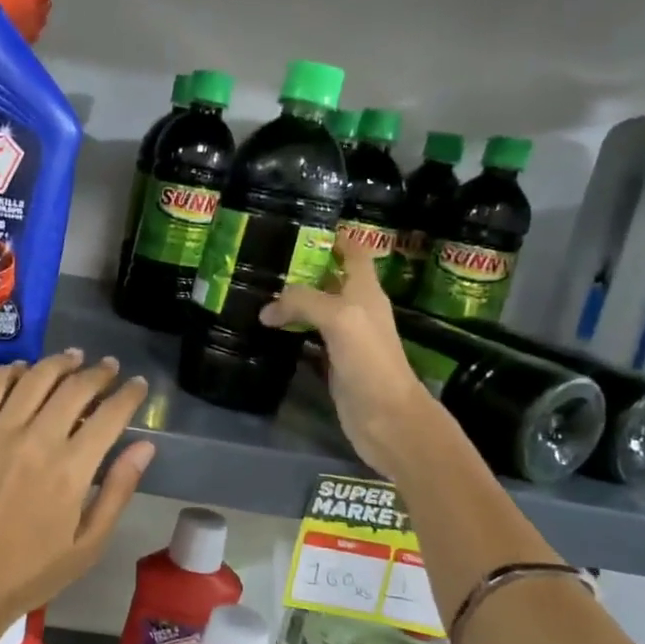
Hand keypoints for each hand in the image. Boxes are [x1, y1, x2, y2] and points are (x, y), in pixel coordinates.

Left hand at [0, 350, 155, 643]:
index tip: (138, 384)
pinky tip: (22, 369)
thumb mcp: (88, 545)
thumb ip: (118, 491)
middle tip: (108, 367)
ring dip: (58, 363)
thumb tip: (145, 446)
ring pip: (34, 379)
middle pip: (74, 388)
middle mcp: (36, 440)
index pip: (110, 415)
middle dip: (98, 373)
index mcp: (71, 470)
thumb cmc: (29, 573)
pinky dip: (10, 372)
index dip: (129, 394)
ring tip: (72, 358)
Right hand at [260, 243, 431, 477]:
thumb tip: (266, 309)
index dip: (336, 236)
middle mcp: (356, 310)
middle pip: (329, 279)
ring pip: (315, 310)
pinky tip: (268, 330)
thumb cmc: (370, 360)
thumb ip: (303, 302)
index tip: (304, 226)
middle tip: (266, 258)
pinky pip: (307, 339)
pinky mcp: (332, 364)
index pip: (354, 252)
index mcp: (365, 291)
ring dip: (293, 301)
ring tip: (258, 290)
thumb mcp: (339, 317)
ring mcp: (345, 339)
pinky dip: (290, 332)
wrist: (386, 417)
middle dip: (303, 267)